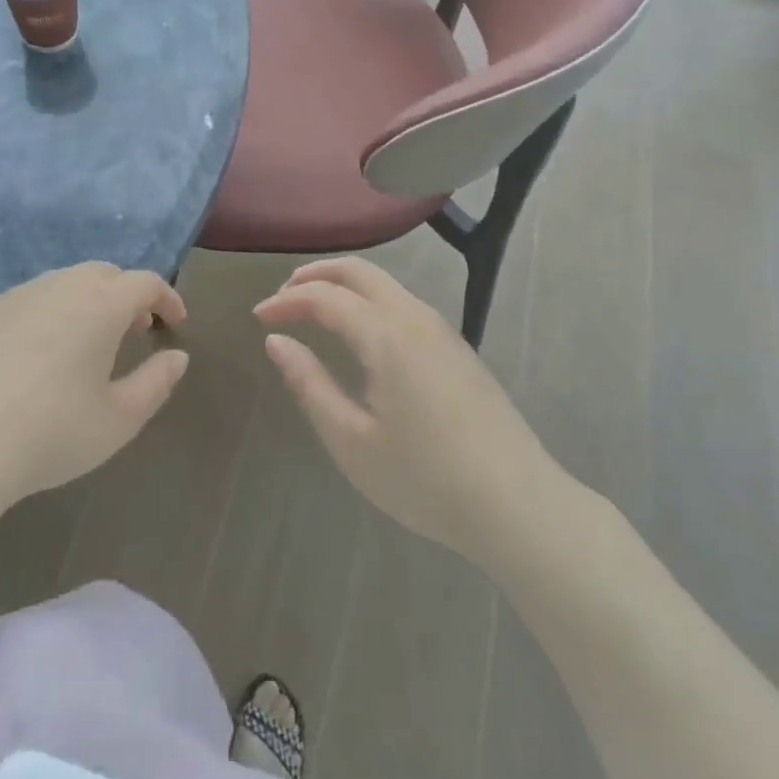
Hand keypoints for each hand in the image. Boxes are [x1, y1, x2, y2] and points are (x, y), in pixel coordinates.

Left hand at [0, 262, 188, 505]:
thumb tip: (177, 357)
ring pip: (62, 283)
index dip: (167, 298)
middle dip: (126, 295)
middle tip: (135, 329)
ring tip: (87, 341)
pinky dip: (45, 315)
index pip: (145, 283)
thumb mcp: (120, 419)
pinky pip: (25, 302)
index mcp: (100, 304)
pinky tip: (35, 354)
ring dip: (85, 302)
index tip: (176, 323)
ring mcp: (15, 296)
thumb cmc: (52, 432)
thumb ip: (157, 382)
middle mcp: (59, 286)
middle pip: (104, 274)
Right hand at [254, 257, 552, 562]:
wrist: (519, 506)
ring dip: (343, 285)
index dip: (287, 301)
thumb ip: (309, 385)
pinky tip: (359, 331)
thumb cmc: (426, 480)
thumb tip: (276, 341)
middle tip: (282, 298)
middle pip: (358, 271)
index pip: (325, 296)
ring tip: (313, 309)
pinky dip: (368, 300)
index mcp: (386, 336)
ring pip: (384, 284)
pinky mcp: (457, 347)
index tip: (259, 318)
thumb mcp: (352, 442)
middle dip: (315, 275)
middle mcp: (415, 318)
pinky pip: (403, 302)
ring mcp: (442, 329)